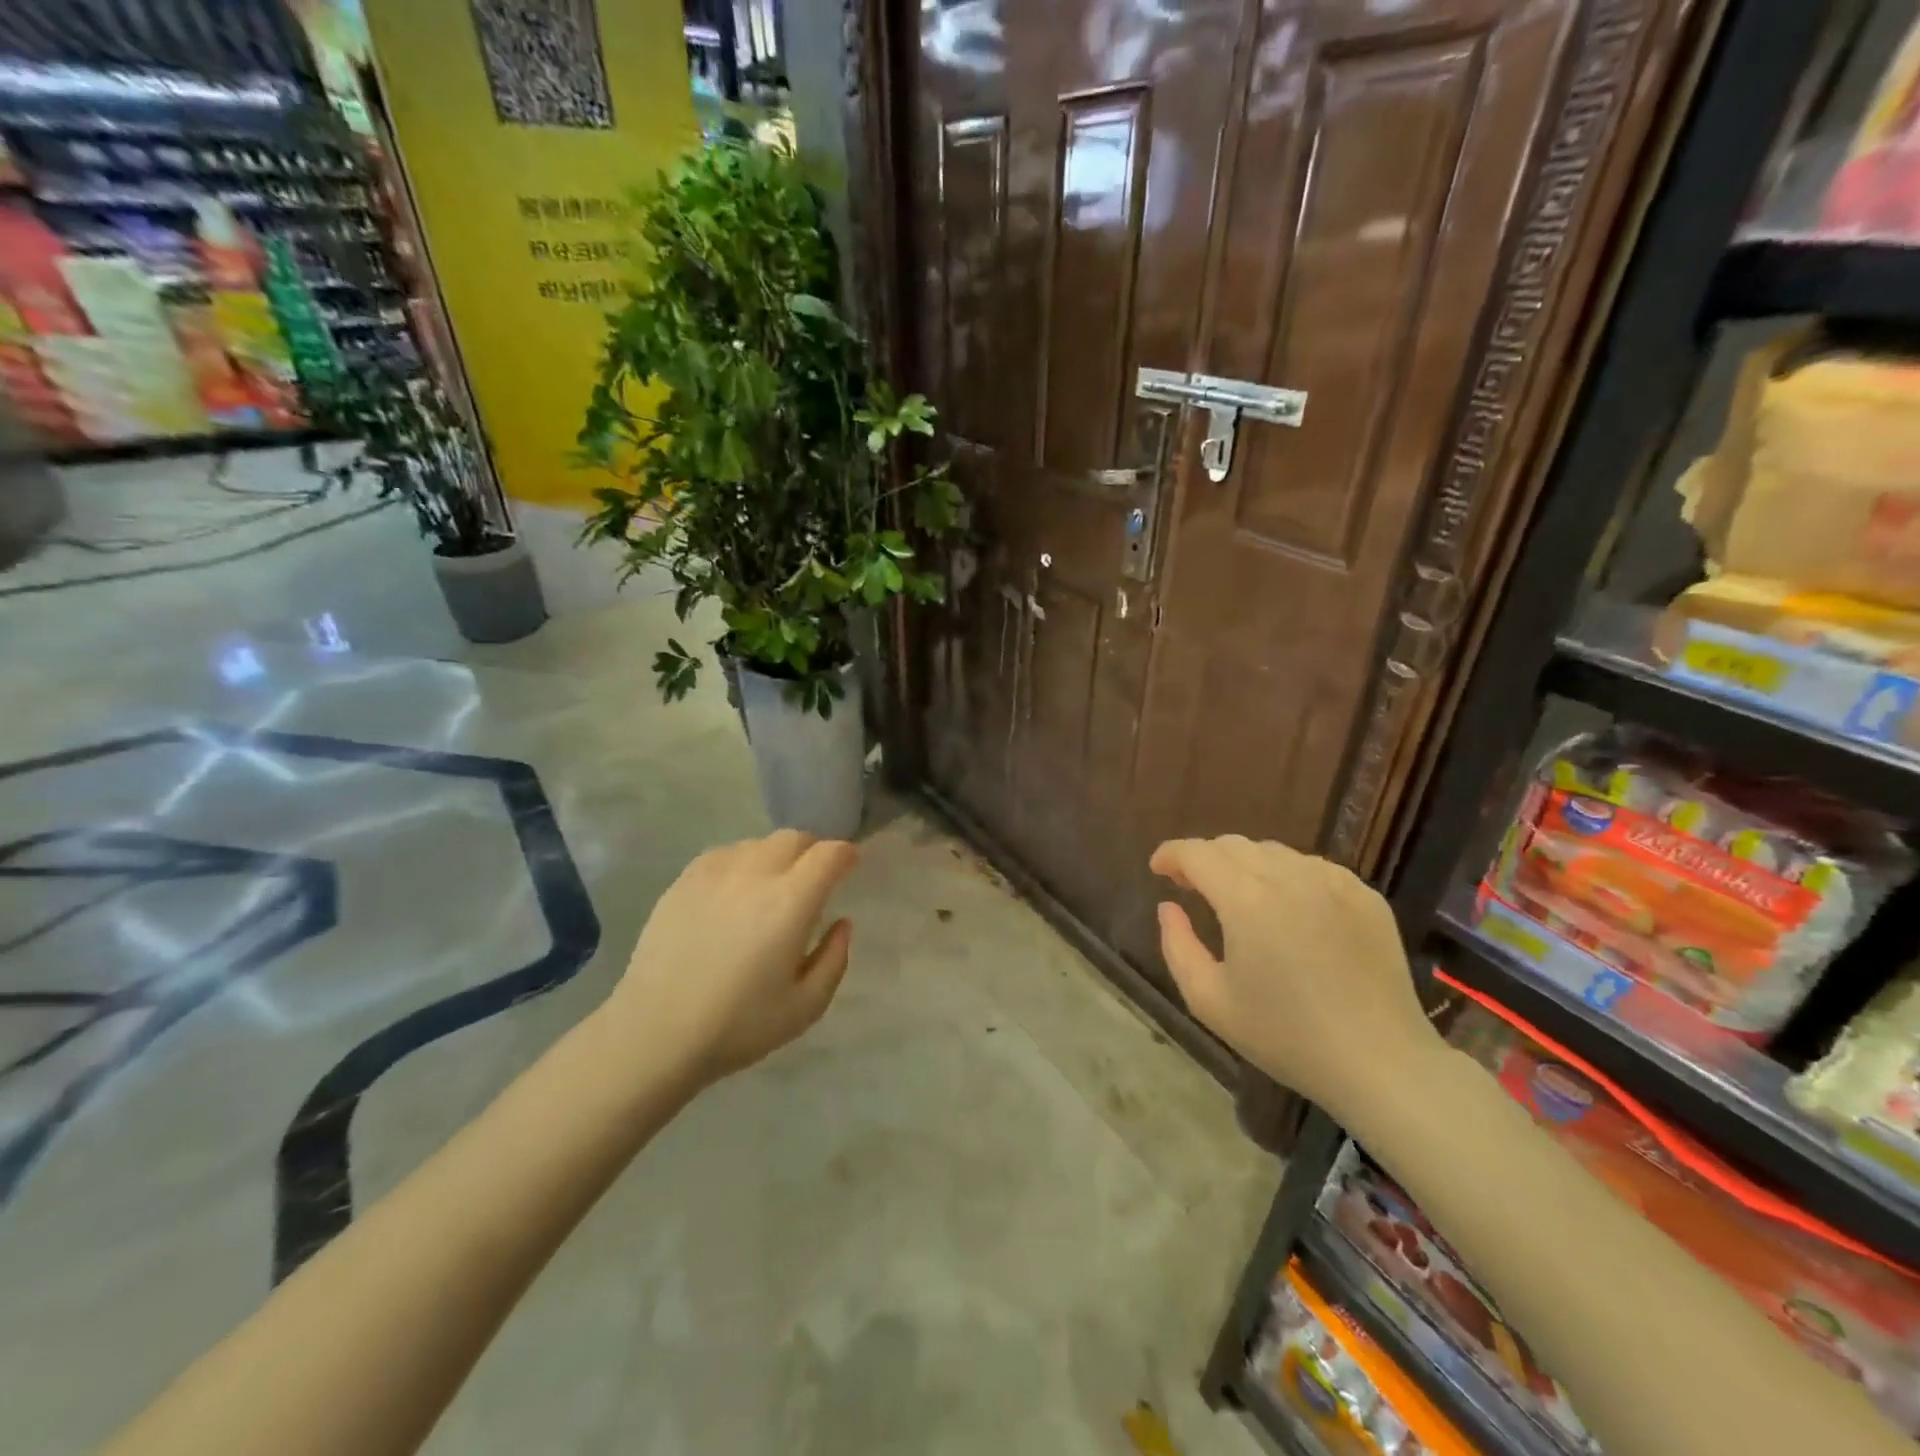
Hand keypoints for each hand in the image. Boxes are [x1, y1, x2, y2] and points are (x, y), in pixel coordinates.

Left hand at [605, 830, 857, 1084]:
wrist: (655, 1033)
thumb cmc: (739, 1025)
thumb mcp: (806, 1007)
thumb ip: (834, 959)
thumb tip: (842, 924)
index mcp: (791, 901)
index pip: (829, 854)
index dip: (846, 855)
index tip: (850, 867)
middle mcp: (756, 873)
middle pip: (794, 838)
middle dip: (812, 851)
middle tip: (813, 880)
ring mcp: (715, 873)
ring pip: (758, 843)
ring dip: (776, 856)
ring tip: (771, 887)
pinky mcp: (684, 881)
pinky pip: (724, 853)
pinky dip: (741, 862)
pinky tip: (734, 891)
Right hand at [1150, 836, 1441, 1119]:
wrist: (1381, 1062)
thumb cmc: (1286, 1036)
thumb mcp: (1210, 1001)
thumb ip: (1177, 946)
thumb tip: (1168, 907)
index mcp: (1246, 900)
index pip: (1197, 853)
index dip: (1170, 854)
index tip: (1158, 870)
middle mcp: (1289, 876)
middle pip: (1233, 845)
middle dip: (1204, 859)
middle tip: (1193, 888)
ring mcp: (1333, 882)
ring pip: (1274, 852)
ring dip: (1245, 866)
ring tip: (1241, 899)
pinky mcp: (1365, 895)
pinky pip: (1312, 868)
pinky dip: (1288, 877)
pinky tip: (1289, 910)